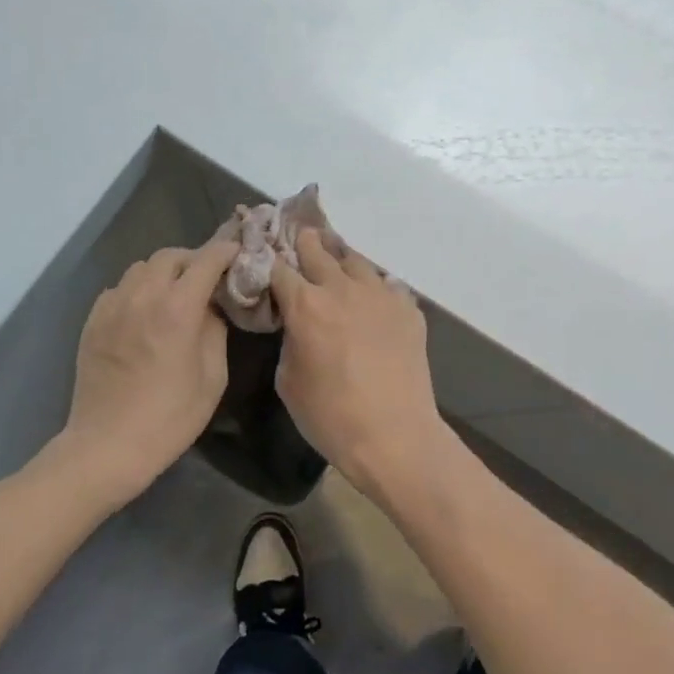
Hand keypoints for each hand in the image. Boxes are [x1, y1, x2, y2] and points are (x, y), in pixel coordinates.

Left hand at [62, 238, 238, 506]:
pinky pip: (119, 288)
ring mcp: (113, 305)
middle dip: (194, 260)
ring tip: (173, 294)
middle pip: (171, 255)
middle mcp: (143, 296)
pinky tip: (143, 314)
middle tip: (206, 279)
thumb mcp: (213, 377)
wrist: (107, 446)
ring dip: (163, 272)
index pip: (207, 260)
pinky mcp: (93, 320)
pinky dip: (137, 290)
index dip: (226, 251)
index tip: (237, 254)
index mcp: (178, 308)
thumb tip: (211, 307)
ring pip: (142, 267)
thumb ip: (215, 330)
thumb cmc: (169, 417)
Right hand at [270, 230, 445, 500]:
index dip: (269, 262)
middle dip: (305, 243)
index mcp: (306, 305)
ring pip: (355, 259)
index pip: (279, 269)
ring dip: (340, 257)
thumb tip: (297, 325)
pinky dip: (374, 286)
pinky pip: (387, 284)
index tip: (265, 259)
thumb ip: (289, 340)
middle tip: (301, 237)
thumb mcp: (288, 381)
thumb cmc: (331, 416)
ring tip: (336, 258)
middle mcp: (342, 288)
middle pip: (318, 250)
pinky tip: (372, 298)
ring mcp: (379, 294)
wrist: (395, 435)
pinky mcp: (408, 308)